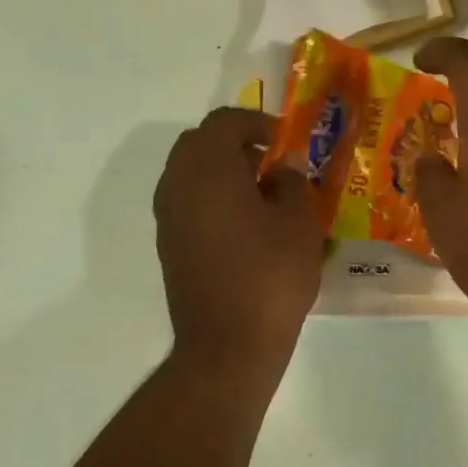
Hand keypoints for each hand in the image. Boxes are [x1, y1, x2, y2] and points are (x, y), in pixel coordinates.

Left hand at [154, 108, 324, 370]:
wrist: (228, 344)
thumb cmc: (271, 276)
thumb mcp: (299, 224)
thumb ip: (292, 183)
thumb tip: (282, 167)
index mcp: (208, 169)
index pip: (224, 122)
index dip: (257, 123)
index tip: (285, 143)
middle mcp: (177, 185)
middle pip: (200, 144)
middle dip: (236, 145)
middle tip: (273, 166)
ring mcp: (168, 218)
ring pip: (190, 174)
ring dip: (223, 173)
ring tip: (264, 198)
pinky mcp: (169, 246)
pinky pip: (188, 203)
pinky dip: (213, 200)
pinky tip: (246, 228)